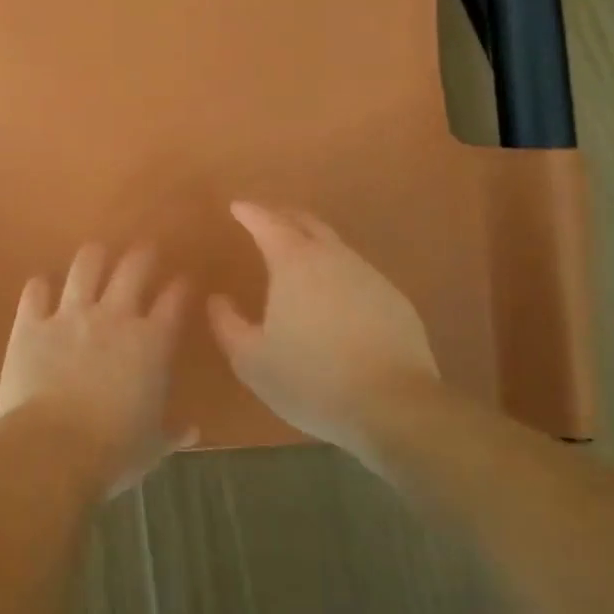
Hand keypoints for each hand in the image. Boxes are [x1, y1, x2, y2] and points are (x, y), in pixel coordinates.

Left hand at [0, 244, 191, 495]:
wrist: (52, 449)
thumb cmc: (112, 452)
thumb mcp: (151, 447)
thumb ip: (171, 433)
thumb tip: (191, 431)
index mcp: (151, 344)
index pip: (173, 303)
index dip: (180, 288)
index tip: (183, 281)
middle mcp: (114, 317)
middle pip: (133, 269)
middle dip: (142, 255)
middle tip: (145, 249)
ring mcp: (70, 315)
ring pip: (85, 267)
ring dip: (93, 256)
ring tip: (97, 251)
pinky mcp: (31, 324)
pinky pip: (35, 293)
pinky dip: (39, 286)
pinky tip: (41, 284)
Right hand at [208, 202, 438, 455]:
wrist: (394, 407)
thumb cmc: (311, 379)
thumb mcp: (251, 359)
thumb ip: (227, 324)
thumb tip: (217, 298)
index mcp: (294, 263)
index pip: (267, 223)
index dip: (250, 212)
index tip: (237, 206)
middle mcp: (333, 257)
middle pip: (306, 222)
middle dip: (283, 216)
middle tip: (267, 218)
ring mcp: (369, 276)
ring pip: (336, 246)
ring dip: (313, 243)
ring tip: (298, 256)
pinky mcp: (395, 300)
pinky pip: (358, 273)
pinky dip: (338, 272)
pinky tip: (335, 296)